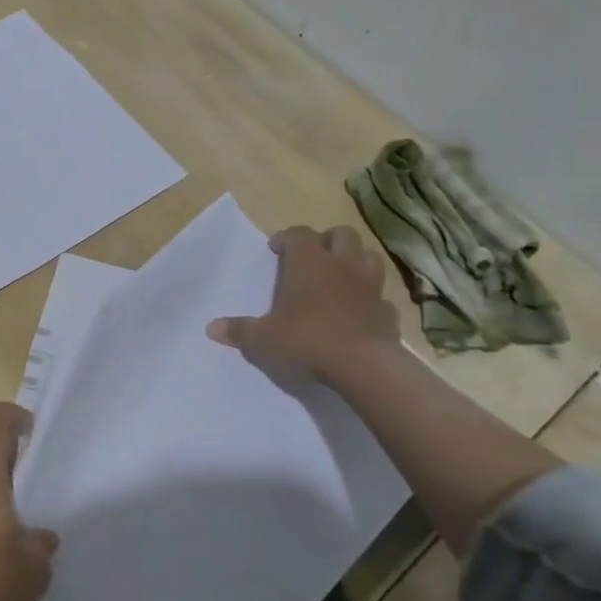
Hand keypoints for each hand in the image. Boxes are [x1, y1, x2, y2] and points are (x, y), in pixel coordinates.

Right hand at [206, 224, 399, 387]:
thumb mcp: (261, 339)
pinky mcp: (389, 312)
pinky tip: (360, 312)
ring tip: (340, 278)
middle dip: (327, 241)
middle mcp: (342, 266)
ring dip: (356, 262)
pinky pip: (382, 297)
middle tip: (313, 258)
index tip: (275, 250)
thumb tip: (211, 328)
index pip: (298, 233)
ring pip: (369, 257)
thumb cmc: (305, 341)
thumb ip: (239, 330)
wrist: (363, 367)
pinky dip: (371, 300)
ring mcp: (370, 287)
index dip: (286, 238)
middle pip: (342, 234)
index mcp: (308, 263)